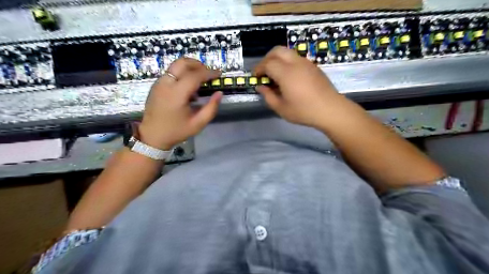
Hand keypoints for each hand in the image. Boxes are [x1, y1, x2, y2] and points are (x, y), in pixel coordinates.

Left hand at [137, 58, 221, 150]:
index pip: (194, 75)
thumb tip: (219, 93)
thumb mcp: (198, 124)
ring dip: (190, 68)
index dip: (209, 73)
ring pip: (176, 65)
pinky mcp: (156, 85)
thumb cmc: (176, 131)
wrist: (152, 136)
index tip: (219, 74)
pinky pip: (171, 73)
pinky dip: (182, 74)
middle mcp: (166, 84)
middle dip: (198, 64)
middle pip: (182, 62)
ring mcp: (159, 83)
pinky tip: (188, 88)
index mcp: (176, 94)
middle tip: (208, 73)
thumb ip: (211, 108)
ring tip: (200, 81)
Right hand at [254, 46, 344, 128]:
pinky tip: (288, 76)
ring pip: (288, 52)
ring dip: (278, 59)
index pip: (268, 64)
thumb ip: (268, 96)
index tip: (255, 77)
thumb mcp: (281, 108)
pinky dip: (287, 62)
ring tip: (275, 74)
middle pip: (277, 51)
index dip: (259, 69)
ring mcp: (306, 63)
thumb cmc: (304, 111)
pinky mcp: (313, 66)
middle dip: (267, 58)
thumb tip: (260, 87)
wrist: (330, 110)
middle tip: (264, 71)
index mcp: (286, 73)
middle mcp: (296, 63)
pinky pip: (296, 58)